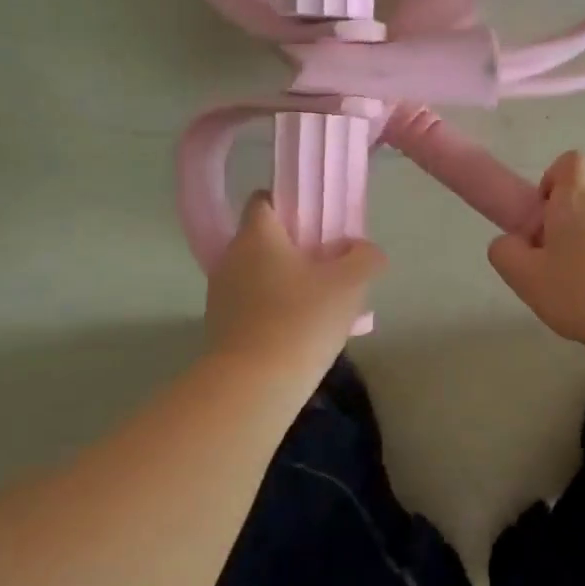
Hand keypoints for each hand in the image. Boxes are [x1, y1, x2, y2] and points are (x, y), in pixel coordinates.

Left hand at [206, 193, 386, 373]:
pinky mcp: (220, 326)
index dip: (291, 205)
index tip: (318, 225)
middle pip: (263, 239)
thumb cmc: (301, 321)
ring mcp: (221, 293)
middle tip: (328, 268)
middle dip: (294, 249)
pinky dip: (271, 310)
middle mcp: (231, 257)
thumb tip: (364, 250)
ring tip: (317, 305)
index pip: (264, 200)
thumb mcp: (350, 285)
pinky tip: (297, 332)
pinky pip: (251, 305)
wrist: (253, 385)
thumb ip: (364, 258)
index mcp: (257, 235)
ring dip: (284, 282)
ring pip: (258, 274)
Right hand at [488, 151, 584, 360]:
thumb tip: (510, 242)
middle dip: (563, 229)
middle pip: (581, 202)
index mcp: (575, 199)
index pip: (569, 162)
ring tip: (578, 294)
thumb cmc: (583, 292)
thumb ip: (505, 253)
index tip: (542, 217)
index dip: (552, 181)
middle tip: (550, 268)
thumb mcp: (526, 277)